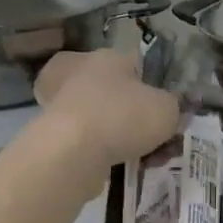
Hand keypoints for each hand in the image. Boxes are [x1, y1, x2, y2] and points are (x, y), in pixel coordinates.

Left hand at [27, 48, 179, 188]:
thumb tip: (169, 110)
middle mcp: (79, 71)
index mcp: (107, 56)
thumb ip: (173, 106)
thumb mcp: (167, 109)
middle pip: (116, 91)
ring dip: (121, 135)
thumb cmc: (123, 117)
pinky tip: (124, 167)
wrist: (72, 152)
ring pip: (101, 117)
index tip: (166, 109)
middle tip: (154, 135)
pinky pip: (88, 140)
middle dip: (135, 113)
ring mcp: (59, 101)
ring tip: (145, 158)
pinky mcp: (50, 131)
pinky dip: (105, 151)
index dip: (156, 86)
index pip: (137, 63)